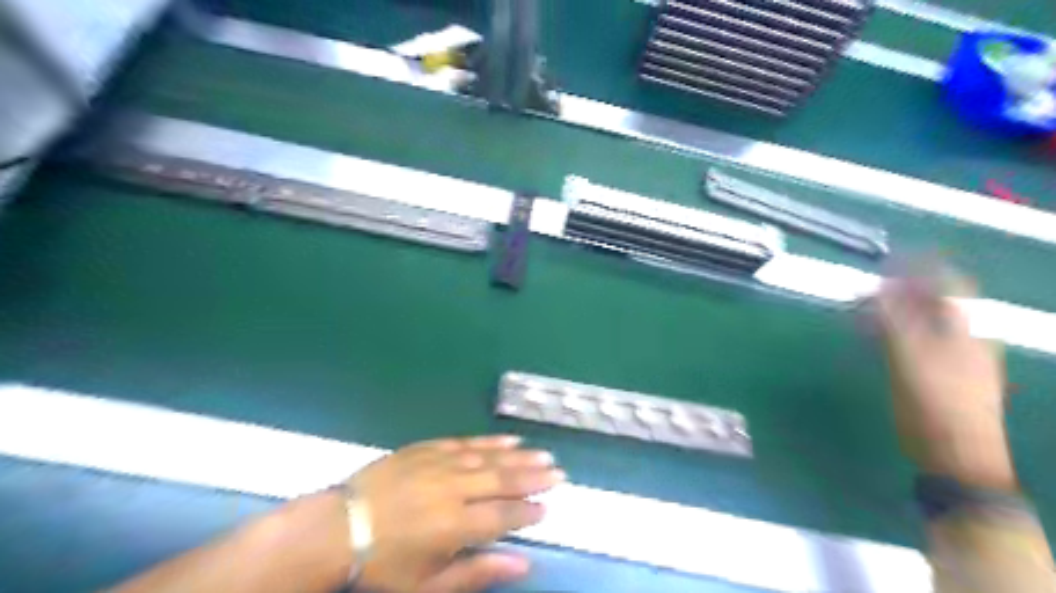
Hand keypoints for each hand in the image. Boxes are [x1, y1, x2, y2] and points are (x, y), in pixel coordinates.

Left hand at [349, 435, 564, 592]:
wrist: (338, 528)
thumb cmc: (383, 566)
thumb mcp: (428, 585)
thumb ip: (477, 572)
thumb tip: (523, 564)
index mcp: (454, 525)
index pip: (503, 515)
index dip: (528, 512)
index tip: (548, 508)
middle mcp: (453, 489)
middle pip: (502, 481)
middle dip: (533, 478)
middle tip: (559, 474)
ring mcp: (439, 464)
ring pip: (489, 458)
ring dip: (519, 457)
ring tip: (544, 455)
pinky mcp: (427, 448)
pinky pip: (465, 442)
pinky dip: (490, 441)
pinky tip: (509, 439)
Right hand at [876, 270, 1012, 491]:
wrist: (955, 453)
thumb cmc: (936, 403)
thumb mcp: (910, 358)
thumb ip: (893, 320)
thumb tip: (876, 288)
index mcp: (967, 328)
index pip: (950, 283)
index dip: (922, 266)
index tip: (891, 257)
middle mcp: (964, 336)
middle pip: (934, 300)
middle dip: (901, 288)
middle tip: (868, 284)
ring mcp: (953, 355)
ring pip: (922, 320)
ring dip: (894, 309)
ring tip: (863, 307)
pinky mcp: (937, 372)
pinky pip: (915, 339)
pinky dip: (893, 329)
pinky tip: (872, 333)